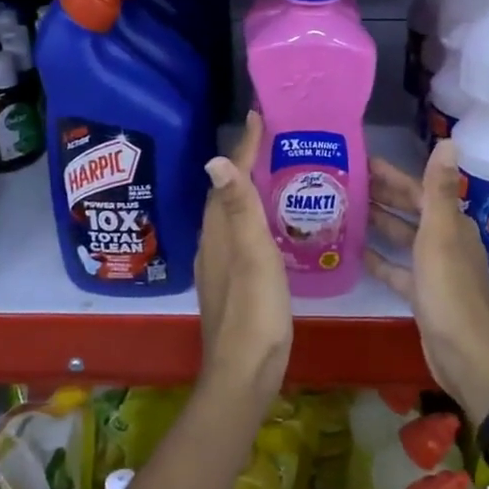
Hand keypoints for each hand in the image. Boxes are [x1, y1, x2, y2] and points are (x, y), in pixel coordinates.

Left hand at [194, 112, 292, 403]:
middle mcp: (213, 243)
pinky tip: (271, 225)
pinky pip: (239, 235)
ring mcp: (220, 264)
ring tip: (275, 173)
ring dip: (247, 190)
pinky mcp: (231, 282)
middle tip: (271, 139)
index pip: (228, 177)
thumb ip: (239, 210)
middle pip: (225, 192)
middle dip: (244, 162)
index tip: (257, 115)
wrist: (243, 372)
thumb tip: (215, 159)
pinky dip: (252, 217)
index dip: (243, 147)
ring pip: (231, 214)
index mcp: (219, 232)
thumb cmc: (254, 312)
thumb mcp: (252, 256)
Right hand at [364, 138, 488, 422]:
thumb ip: (439, 189)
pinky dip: (379, 259)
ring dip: (378, 223)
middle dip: (382, 195)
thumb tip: (450, 140)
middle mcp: (446, 241)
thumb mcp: (441, 235)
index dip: (392, 174)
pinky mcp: (422, 294)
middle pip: (410, 210)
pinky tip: (354, 253)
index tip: (360, 161)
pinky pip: (397, 270)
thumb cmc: (450, 291)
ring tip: (343, 210)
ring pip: (402, 237)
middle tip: (343, 182)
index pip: (419, 189)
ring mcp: (434, 269)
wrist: (465, 355)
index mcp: (452, 224)